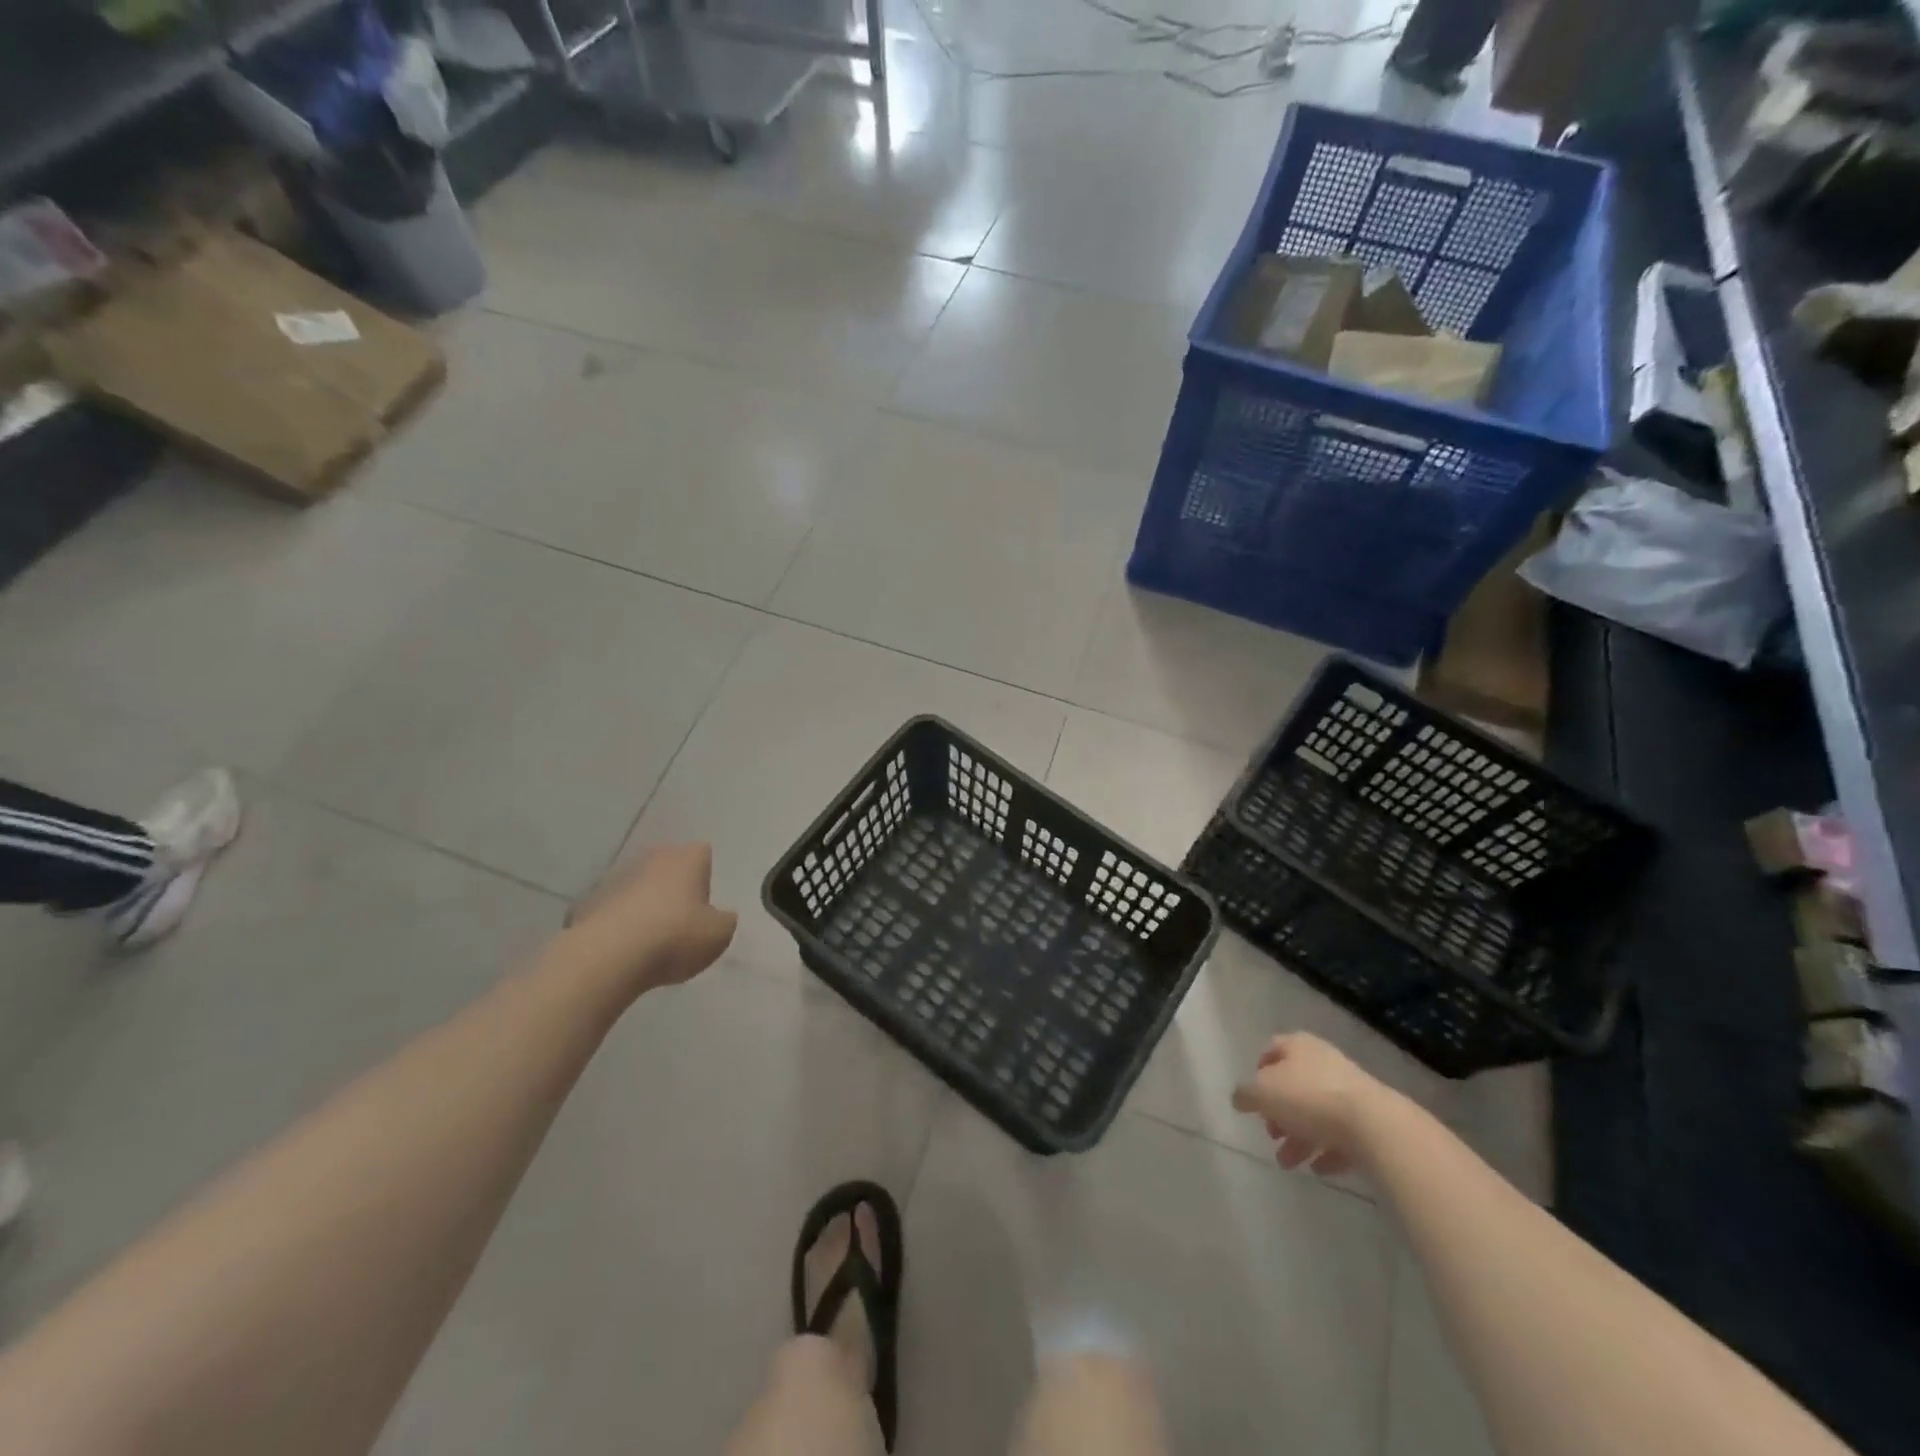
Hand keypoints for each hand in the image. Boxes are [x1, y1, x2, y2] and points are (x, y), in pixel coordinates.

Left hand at [560, 843, 737, 995]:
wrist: (608, 957)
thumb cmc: (675, 937)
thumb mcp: (719, 935)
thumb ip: (723, 920)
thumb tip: (720, 915)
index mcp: (686, 859)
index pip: (702, 853)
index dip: (704, 876)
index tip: (703, 903)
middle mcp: (651, 858)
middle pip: (667, 864)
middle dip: (672, 884)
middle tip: (678, 918)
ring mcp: (615, 877)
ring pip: (636, 884)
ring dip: (642, 902)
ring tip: (647, 938)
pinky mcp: (586, 902)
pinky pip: (610, 908)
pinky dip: (616, 922)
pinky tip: (620, 948)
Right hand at [1230, 1033, 1387, 1176]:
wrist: (1374, 1125)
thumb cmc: (1308, 1098)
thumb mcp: (1263, 1093)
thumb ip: (1246, 1094)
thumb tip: (1239, 1097)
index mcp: (1298, 1046)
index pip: (1273, 1048)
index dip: (1260, 1069)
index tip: (1253, 1096)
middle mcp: (1323, 1062)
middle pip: (1294, 1085)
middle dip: (1279, 1112)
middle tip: (1270, 1134)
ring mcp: (1349, 1091)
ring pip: (1316, 1113)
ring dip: (1299, 1137)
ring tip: (1288, 1163)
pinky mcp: (1368, 1120)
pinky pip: (1341, 1134)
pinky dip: (1326, 1150)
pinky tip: (1318, 1169)